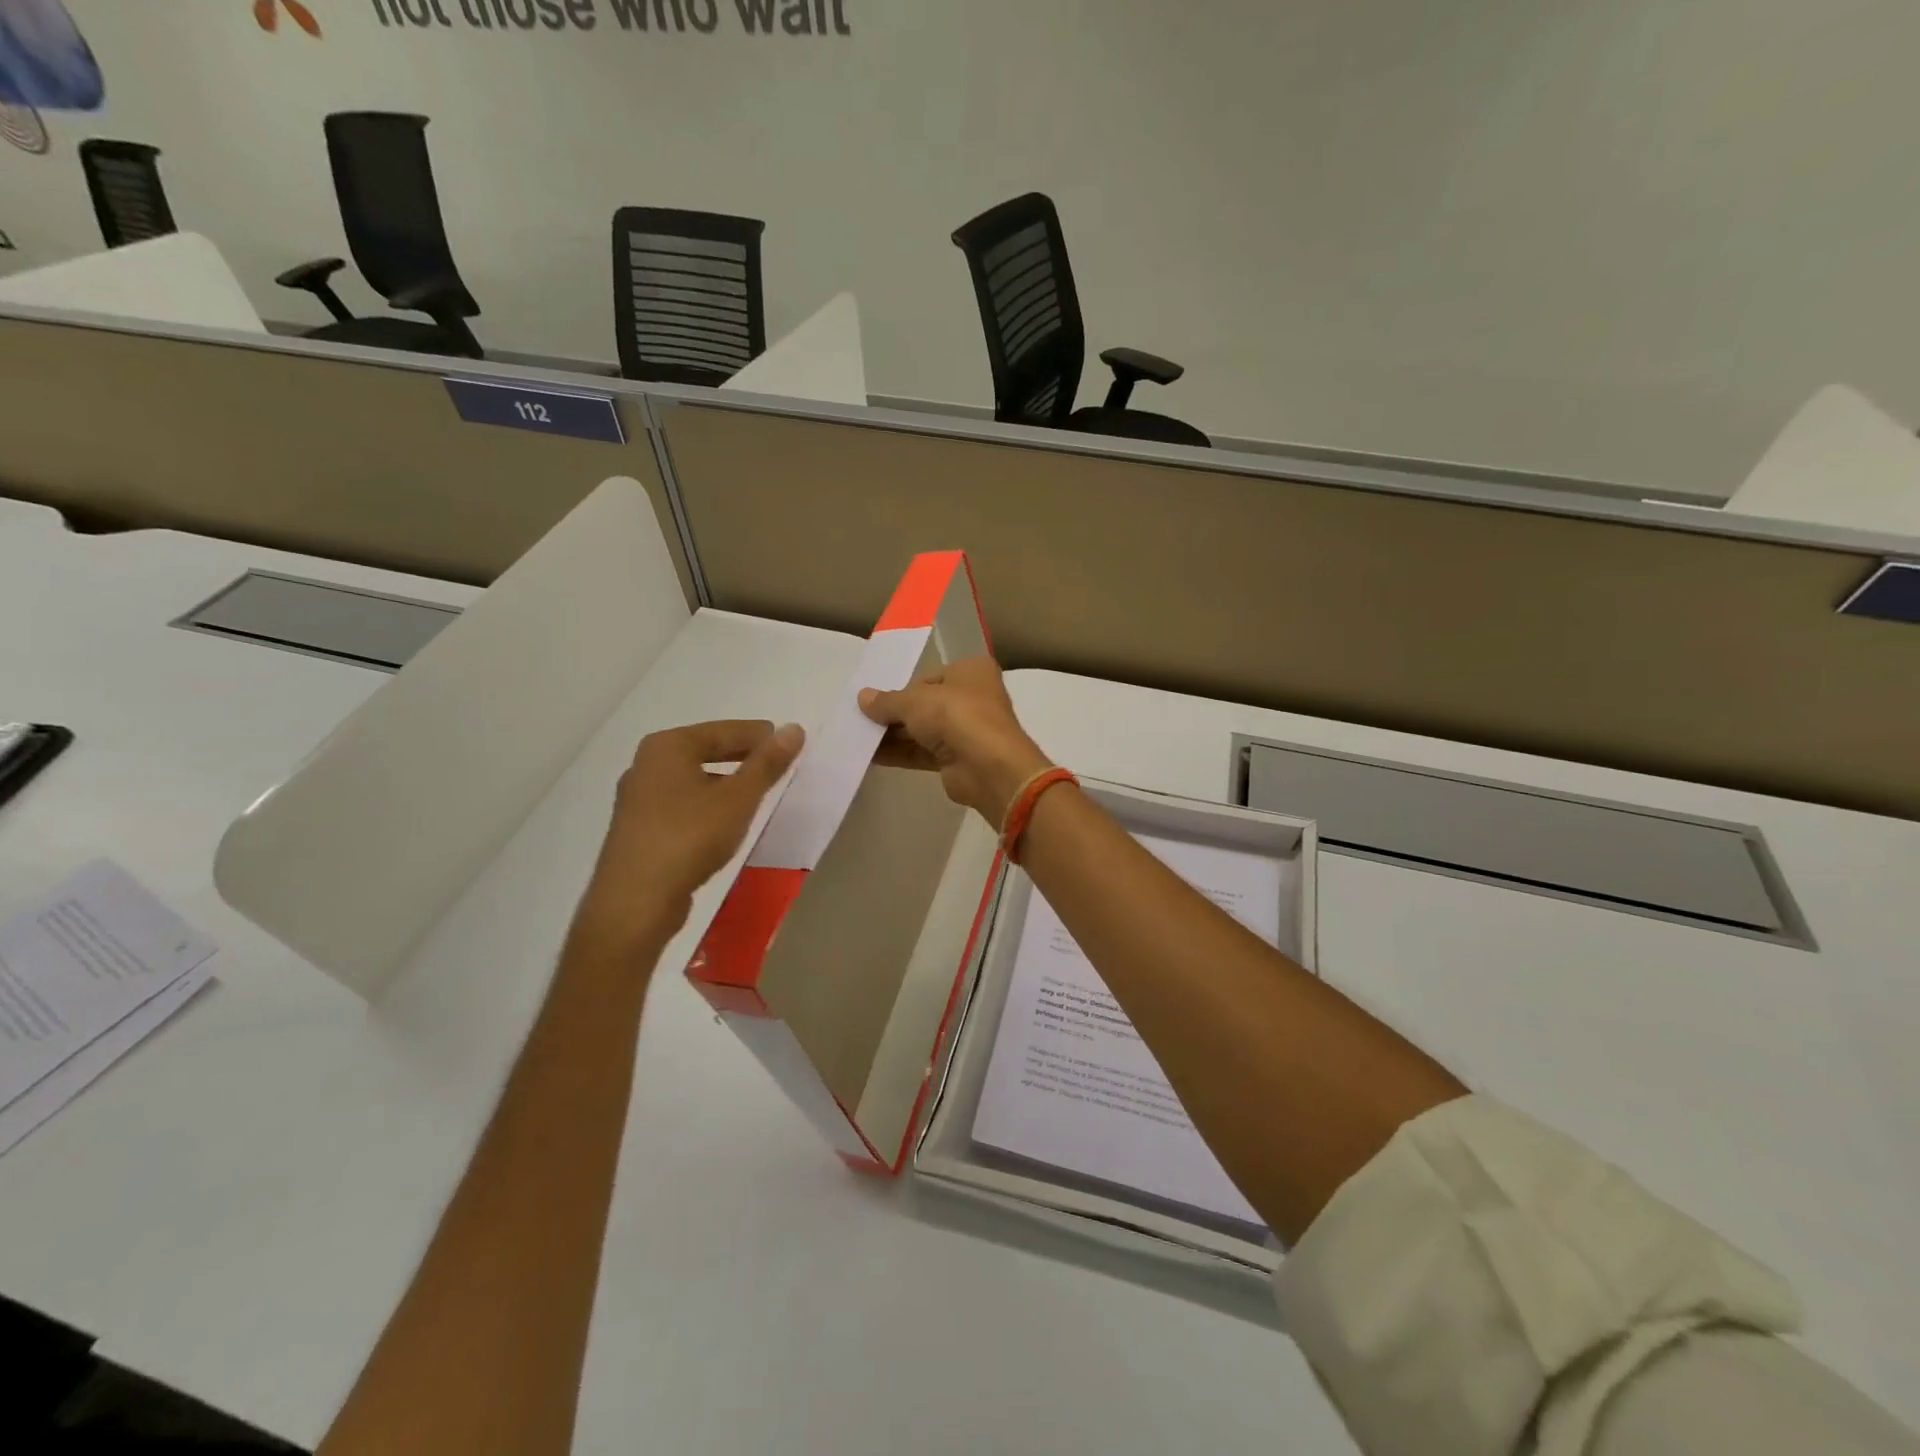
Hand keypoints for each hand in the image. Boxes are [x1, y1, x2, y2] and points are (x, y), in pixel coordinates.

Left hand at [571, 719, 804, 954]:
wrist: (636, 901)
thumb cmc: (690, 837)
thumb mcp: (739, 798)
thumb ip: (768, 763)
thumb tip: (794, 729)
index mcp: (668, 746)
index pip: (724, 730)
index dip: (760, 735)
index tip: (788, 742)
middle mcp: (647, 763)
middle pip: (705, 750)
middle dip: (742, 756)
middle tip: (776, 765)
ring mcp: (638, 797)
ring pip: (692, 778)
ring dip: (724, 781)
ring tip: (756, 794)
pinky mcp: (638, 827)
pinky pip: (681, 802)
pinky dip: (707, 802)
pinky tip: (724, 821)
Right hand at [858, 657, 1052, 825]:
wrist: (988, 767)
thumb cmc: (956, 716)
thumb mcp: (915, 701)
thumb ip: (887, 701)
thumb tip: (862, 697)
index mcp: (971, 671)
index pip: (929, 677)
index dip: (902, 689)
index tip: (875, 699)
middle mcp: (973, 697)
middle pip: (925, 704)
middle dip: (895, 714)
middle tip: (861, 719)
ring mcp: (966, 730)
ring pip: (923, 730)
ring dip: (893, 735)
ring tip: (858, 738)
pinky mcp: (958, 759)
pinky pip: (923, 752)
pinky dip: (900, 753)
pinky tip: (870, 756)